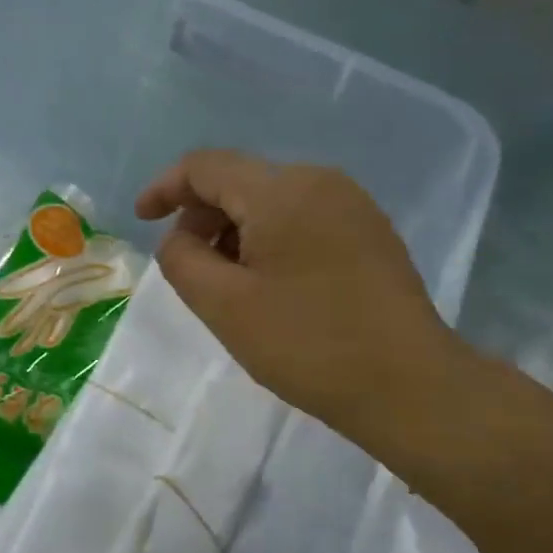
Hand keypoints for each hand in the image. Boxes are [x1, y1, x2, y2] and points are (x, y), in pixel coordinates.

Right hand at [135, 151, 475, 453]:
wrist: (410, 386)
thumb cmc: (308, 344)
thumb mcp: (224, 305)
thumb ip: (182, 259)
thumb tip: (180, 238)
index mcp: (281, 190)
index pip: (205, 166)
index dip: (165, 188)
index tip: (142, 220)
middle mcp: (320, 181)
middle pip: (241, 181)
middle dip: (203, 217)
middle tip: (189, 269)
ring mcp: (353, 205)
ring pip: (272, 202)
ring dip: (237, 232)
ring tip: (230, 286)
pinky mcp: (371, 233)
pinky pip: (304, 219)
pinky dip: (271, 241)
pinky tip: (271, 286)